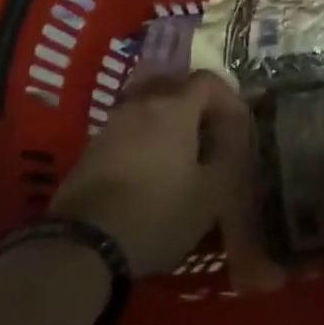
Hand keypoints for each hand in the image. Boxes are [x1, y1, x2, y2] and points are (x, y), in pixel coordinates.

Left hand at [48, 71, 254, 276]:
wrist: (85, 244)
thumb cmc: (158, 212)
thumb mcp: (211, 193)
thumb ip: (230, 156)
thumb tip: (235, 136)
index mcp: (174, 107)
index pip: (208, 81)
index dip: (228, 98)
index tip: (238, 125)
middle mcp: (141, 104)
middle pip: (175, 88)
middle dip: (198, 107)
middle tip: (211, 137)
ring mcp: (112, 124)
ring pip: (149, 109)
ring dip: (169, 124)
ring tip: (181, 156)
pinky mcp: (92, 148)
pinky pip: (129, 130)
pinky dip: (146, 140)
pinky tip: (150, 172)